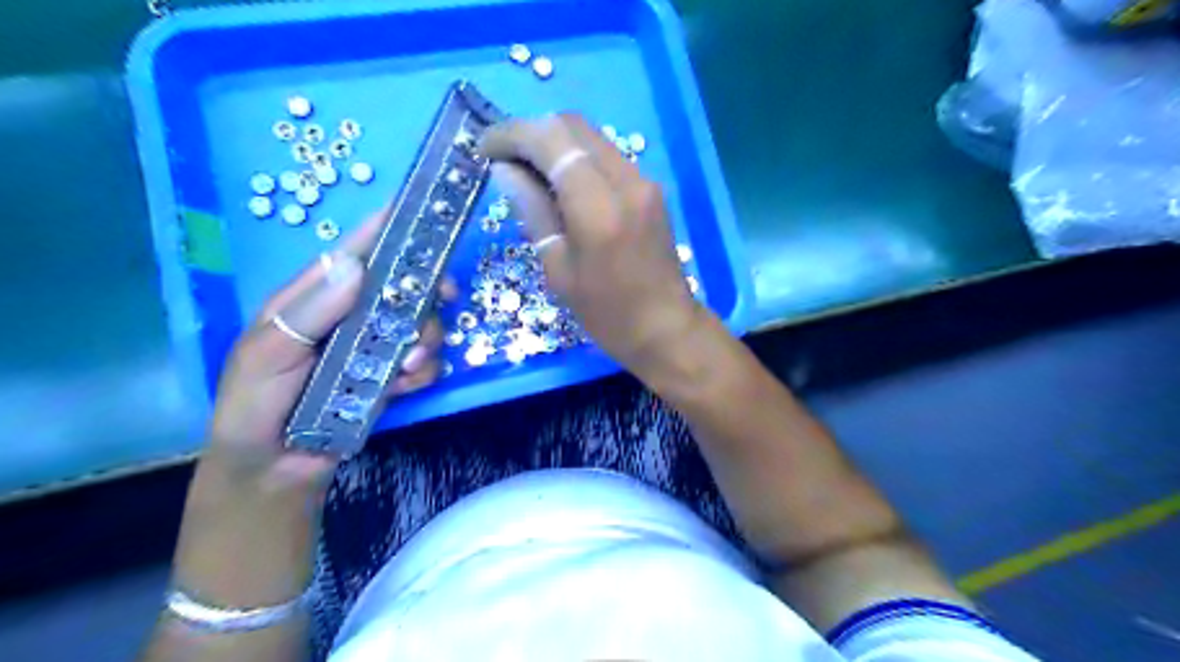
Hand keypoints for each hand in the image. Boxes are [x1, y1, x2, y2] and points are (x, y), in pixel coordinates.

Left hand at [202, 204, 445, 497]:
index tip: (421, 212)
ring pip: (422, 325)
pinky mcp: (392, 377)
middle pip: (403, 286)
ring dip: (427, 340)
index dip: (386, 230)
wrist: (275, 468)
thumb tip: (356, 265)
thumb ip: (310, 312)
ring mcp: (375, 347)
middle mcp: (352, 316)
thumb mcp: (268, 354)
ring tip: (406, 368)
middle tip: (445, 298)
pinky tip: (403, 388)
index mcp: (315, 299)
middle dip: (427, 291)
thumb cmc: (255, 404)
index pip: (353, 254)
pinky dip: (423, 372)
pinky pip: (424, 364)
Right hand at [477, 114, 697, 376]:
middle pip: (573, 126)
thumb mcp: (558, 269)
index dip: (512, 135)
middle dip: (531, 132)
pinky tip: (560, 182)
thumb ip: (533, 211)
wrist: (666, 327)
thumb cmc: (607, 312)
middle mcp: (626, 180)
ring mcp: (644, 180)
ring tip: (527, 170)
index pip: (551, 140)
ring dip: (555, 143)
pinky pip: (606, 156)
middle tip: (503, 158)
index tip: (484, 148)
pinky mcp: (651, 188)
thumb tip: (505, 170)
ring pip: (591, 137)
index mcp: (598, 206)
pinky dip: (577, 157)